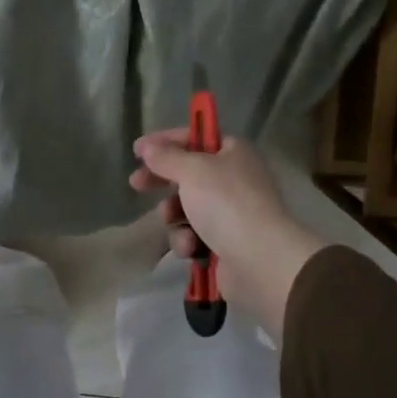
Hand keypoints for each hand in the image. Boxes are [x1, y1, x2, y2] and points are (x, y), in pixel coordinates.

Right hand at [129, 132, 325, 336]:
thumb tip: (148, 147)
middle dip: (162, 181)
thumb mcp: (192, 170)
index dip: (165, 141)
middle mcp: (234, 178)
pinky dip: (188, 241)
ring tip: (173, 220)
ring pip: (187, 208)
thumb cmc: (226, 203)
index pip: (195, 137)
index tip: (137, 151)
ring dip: (175, 216)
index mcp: (234, 152)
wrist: (259, 260)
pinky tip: (191, 247)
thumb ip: (166, 157)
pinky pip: (195, 235)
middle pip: (189, 173)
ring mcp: (231, 213)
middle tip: (136, 184)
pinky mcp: (225, 243)